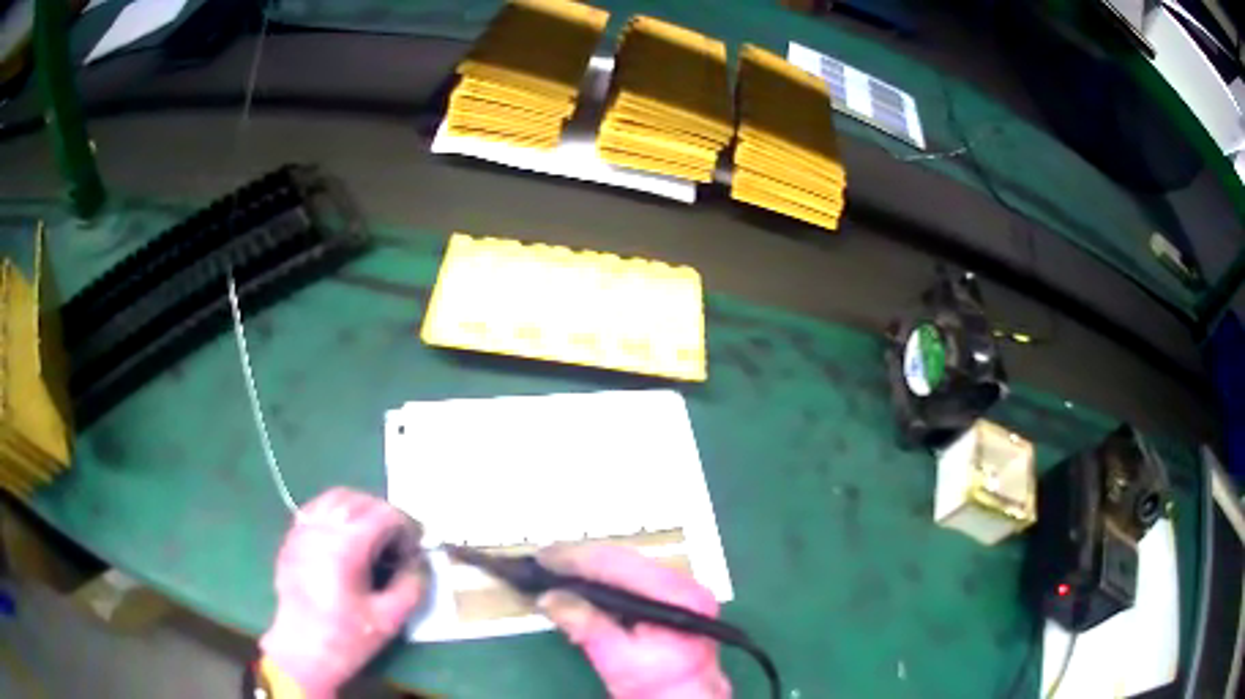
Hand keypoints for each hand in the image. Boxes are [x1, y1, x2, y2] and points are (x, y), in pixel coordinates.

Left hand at [260, 488, 425, 697]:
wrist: (302, 650)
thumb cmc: (346, 637)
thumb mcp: (390, 619)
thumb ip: (411, 586)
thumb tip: (419, 563)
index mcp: (346, 545)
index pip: (383, 513)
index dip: (406, 526)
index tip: (415, 548)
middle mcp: (322, 528)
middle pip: (360, 499)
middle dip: (385, 515)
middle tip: (398, 543)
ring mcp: (303, 529)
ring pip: (336, 497)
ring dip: (360, 509)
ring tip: (373, 537)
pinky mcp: (293, 537)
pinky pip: (317, 508)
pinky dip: (337, 512)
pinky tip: (346, 538)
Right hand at [537, 545, 730, 698]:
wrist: (685, 698)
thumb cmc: (656, 684)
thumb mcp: (616, 659)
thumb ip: (586, 626)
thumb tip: (549, 597)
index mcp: (677, 594)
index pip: (620, 564)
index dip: (577, 558)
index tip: (544, 557)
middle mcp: (683, 582)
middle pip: (623, 559)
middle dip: (579, 559)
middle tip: (542, 561)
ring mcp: (679, 588)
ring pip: (625, 565)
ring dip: (588, 567)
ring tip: (554, 569)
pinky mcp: (670, 597)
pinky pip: (630, 577)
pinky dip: (601, 579)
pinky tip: (579, 583)